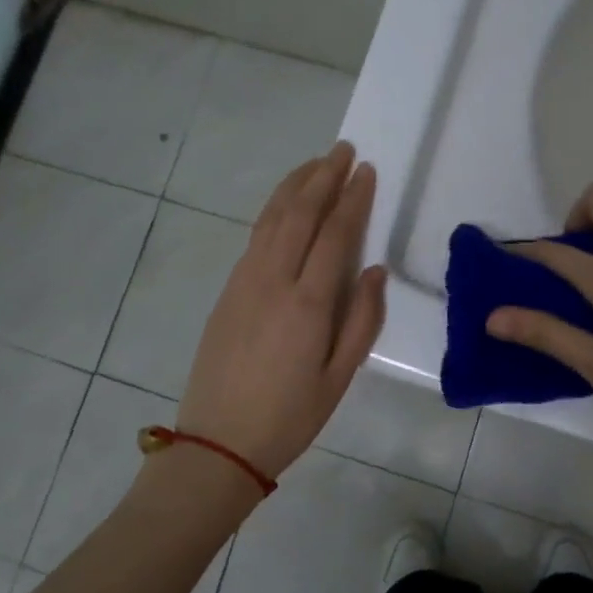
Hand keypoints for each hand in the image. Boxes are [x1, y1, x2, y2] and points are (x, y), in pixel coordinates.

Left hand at [177, 142, 386, 479]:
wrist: (218, 443)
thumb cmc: (289, 416)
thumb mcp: (339, 377)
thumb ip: (362, 321)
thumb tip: (374, 271)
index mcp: (307, 303)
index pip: (335, 234)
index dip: (353, 198)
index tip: (366, 170)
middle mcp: (273, 280)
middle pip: (300, 214)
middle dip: (323, 177)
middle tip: (343, 150)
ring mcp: (245, 281)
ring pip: (272, 219)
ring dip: (295, 186)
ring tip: (315, 163)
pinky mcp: (228, 290)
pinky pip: (255, 237)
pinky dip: (273, 210)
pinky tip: (285, 205)